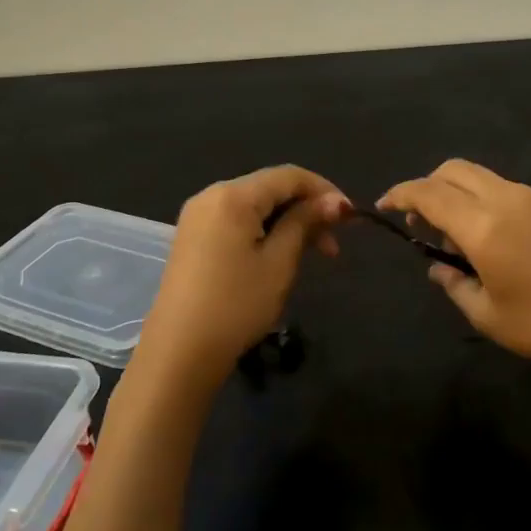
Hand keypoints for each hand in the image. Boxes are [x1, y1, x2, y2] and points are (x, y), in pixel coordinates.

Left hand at [134, 165, 351, 394]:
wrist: (179, 354)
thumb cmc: (236, 305)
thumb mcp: (279, 262)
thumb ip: (305, 222)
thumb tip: (336, 201)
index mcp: (232, 195)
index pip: (289, 176)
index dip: (325, 191)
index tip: (351, 219)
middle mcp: (211, 195)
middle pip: (271, 188)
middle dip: (307, 209)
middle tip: (333, 247)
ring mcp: (198, 217)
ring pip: (256, 205)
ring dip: (288, 222)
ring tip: (311, 255)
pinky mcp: (192, 238)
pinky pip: (237, 220)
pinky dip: (265, 230)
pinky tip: (279, 256)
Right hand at [379, 159, 530, 389]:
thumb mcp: (490, 317)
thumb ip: (454, 285)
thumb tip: (438, 268)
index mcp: (485, 226)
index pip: (429, 193)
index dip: (400, 194)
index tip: (384, 206)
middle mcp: (508, 199)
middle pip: (455, 170)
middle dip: (428, 187)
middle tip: (420, 224)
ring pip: (483, 177)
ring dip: (459, 194)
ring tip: (459, 239)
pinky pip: (508, 190)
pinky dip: (487, 201)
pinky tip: (496, 240)